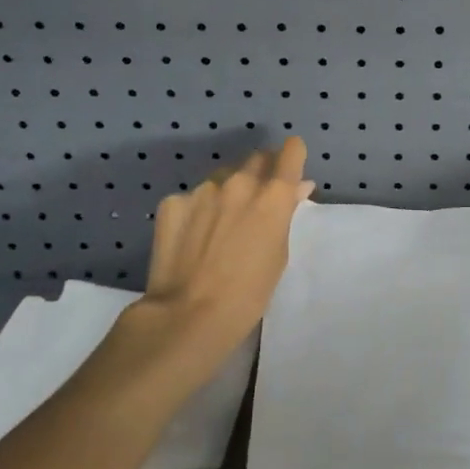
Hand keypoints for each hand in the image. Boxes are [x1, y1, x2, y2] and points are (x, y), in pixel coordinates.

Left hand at [102, 138, 313, 404]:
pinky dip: (197, 210)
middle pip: (256, 158)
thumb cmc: (248, 294)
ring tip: (219, 224)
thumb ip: (286, 213)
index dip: (292, 157)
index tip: (289, 168)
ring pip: (222, 177)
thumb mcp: (279, 254)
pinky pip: (192, 198)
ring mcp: (203, 189)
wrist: (187, 316)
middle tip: (256, 201)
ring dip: (227, 191)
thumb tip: (297, 188)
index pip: (291, 151)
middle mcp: (240, 182)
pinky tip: (192, 238)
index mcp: (273, 195)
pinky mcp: (173, 202)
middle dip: (261, 172)